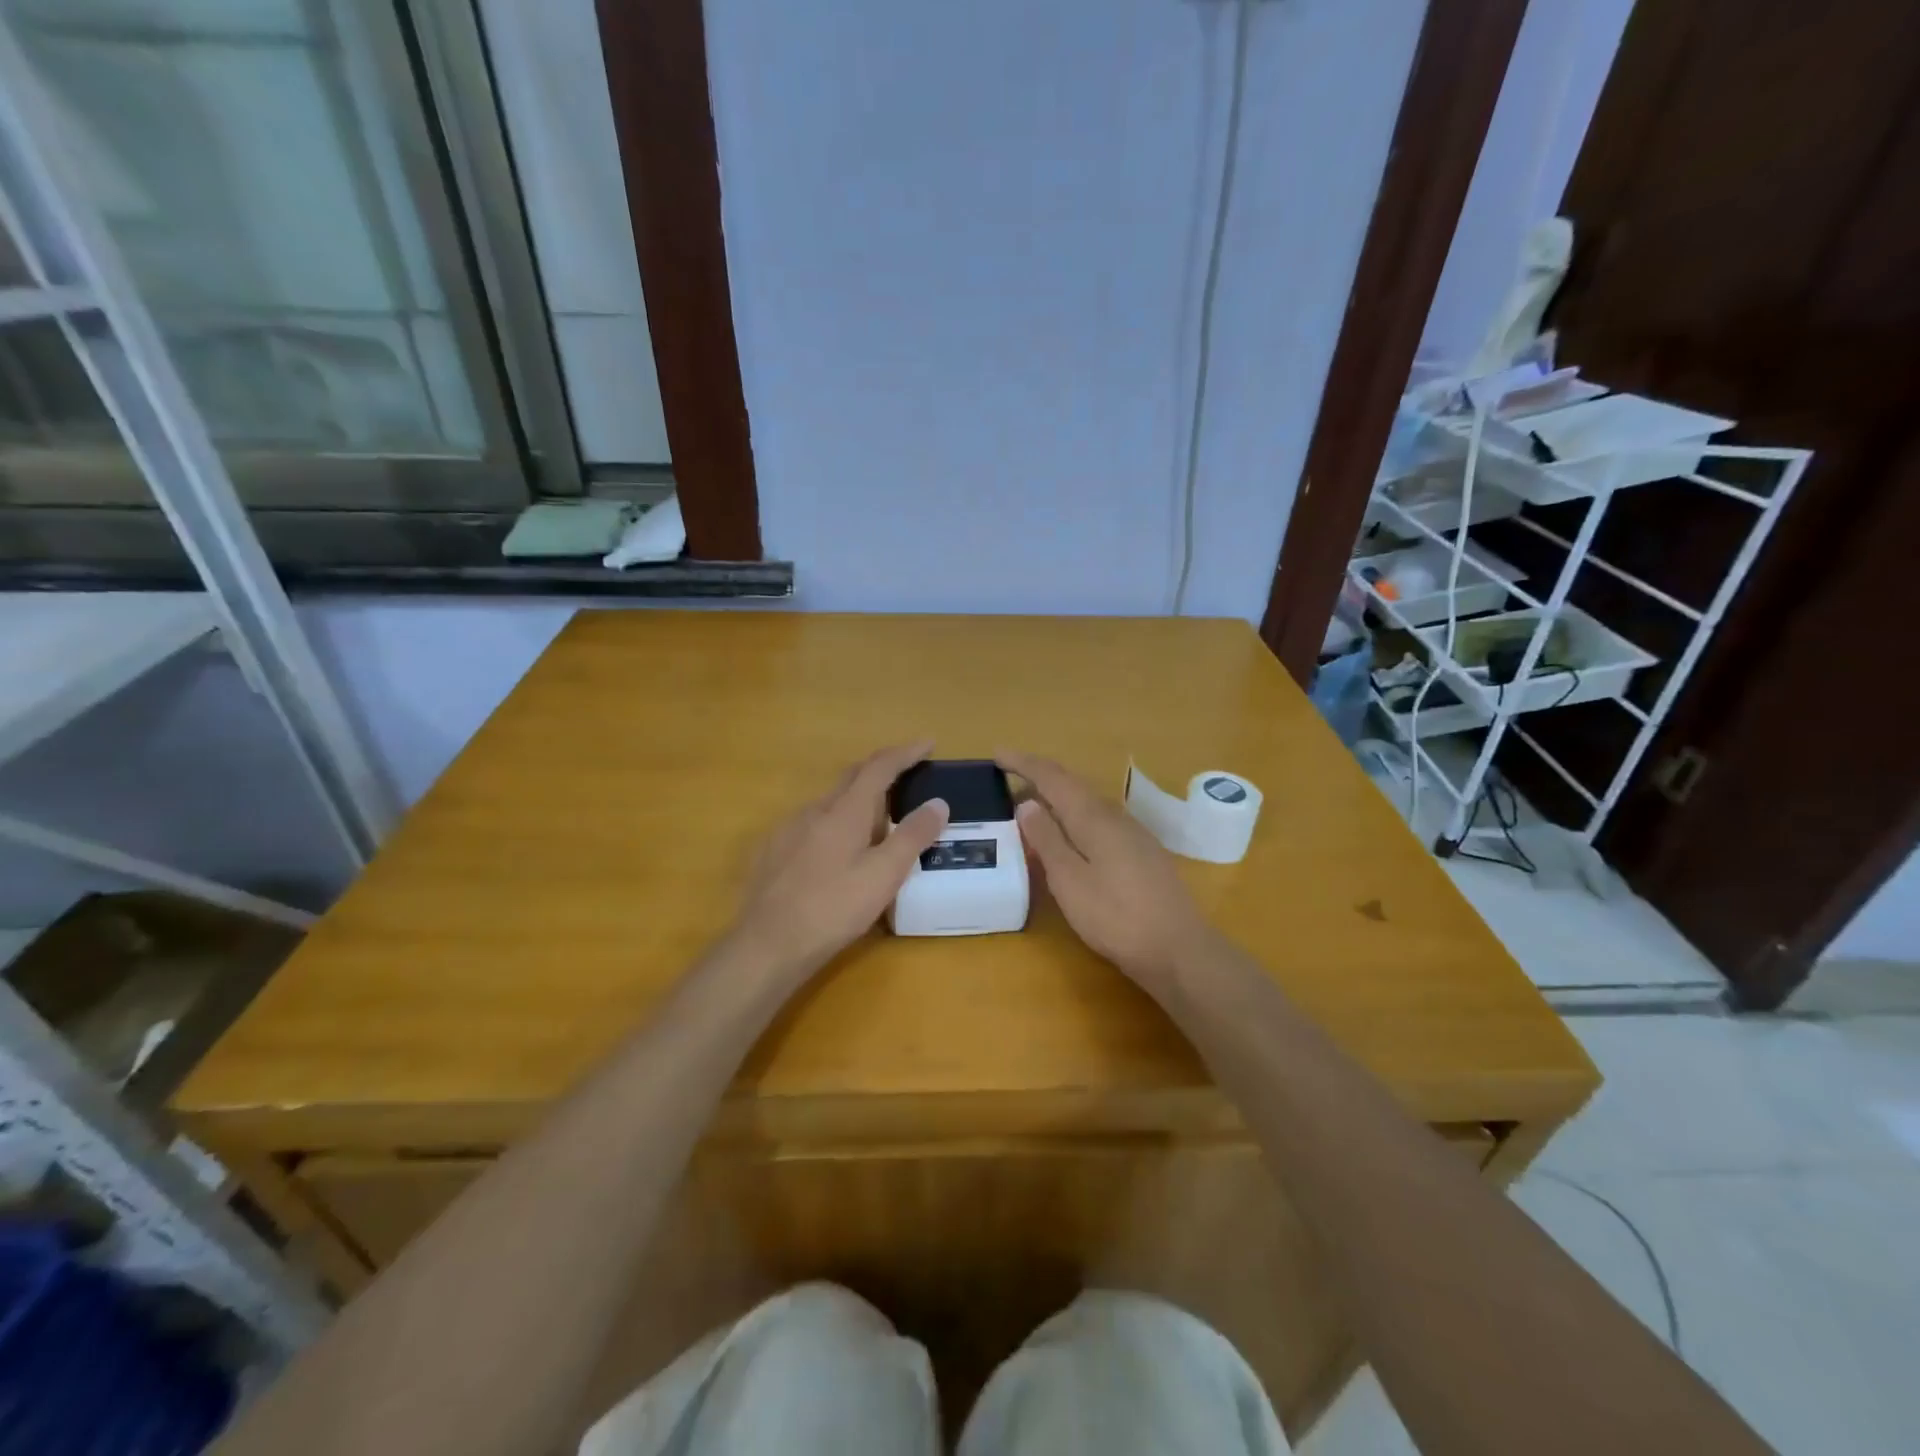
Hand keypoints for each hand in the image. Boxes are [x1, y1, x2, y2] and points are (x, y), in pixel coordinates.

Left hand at [728, 742, 950, 983]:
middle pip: (851, 777)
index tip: (927, 743)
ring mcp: (789, 830)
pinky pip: (812, 823)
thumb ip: (913, 836)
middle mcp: (815, 810)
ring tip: (879, 820)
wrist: (767, 945)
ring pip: (830, 802)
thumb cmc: (833, 909)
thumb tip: (938, 802)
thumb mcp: (884, 875)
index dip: (905, 753)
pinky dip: (836, 822)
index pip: (879, 768)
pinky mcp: (774, 851)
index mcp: (844, 811)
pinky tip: (839, 850)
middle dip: (881, 769)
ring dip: (858, 799)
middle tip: (907, 775)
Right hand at [999, 750, 1214, 990]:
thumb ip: (1047, 839)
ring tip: (1030, 807)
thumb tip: (1027, 803)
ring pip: (1086, 802)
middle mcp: (1114, 815)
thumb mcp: (1070, 880)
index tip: (997, 754)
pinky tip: (1068, 836)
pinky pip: (1098, 820)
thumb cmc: (1115, 916)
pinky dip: (1073, 817)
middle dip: (1038, 777)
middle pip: (1072, 785)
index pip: (1053, 777)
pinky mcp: (1141, 852)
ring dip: (1056, 798)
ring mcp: (1132, 833)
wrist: (1178, 949)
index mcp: (1092, 817)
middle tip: (1008, 778)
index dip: (1023, 763)